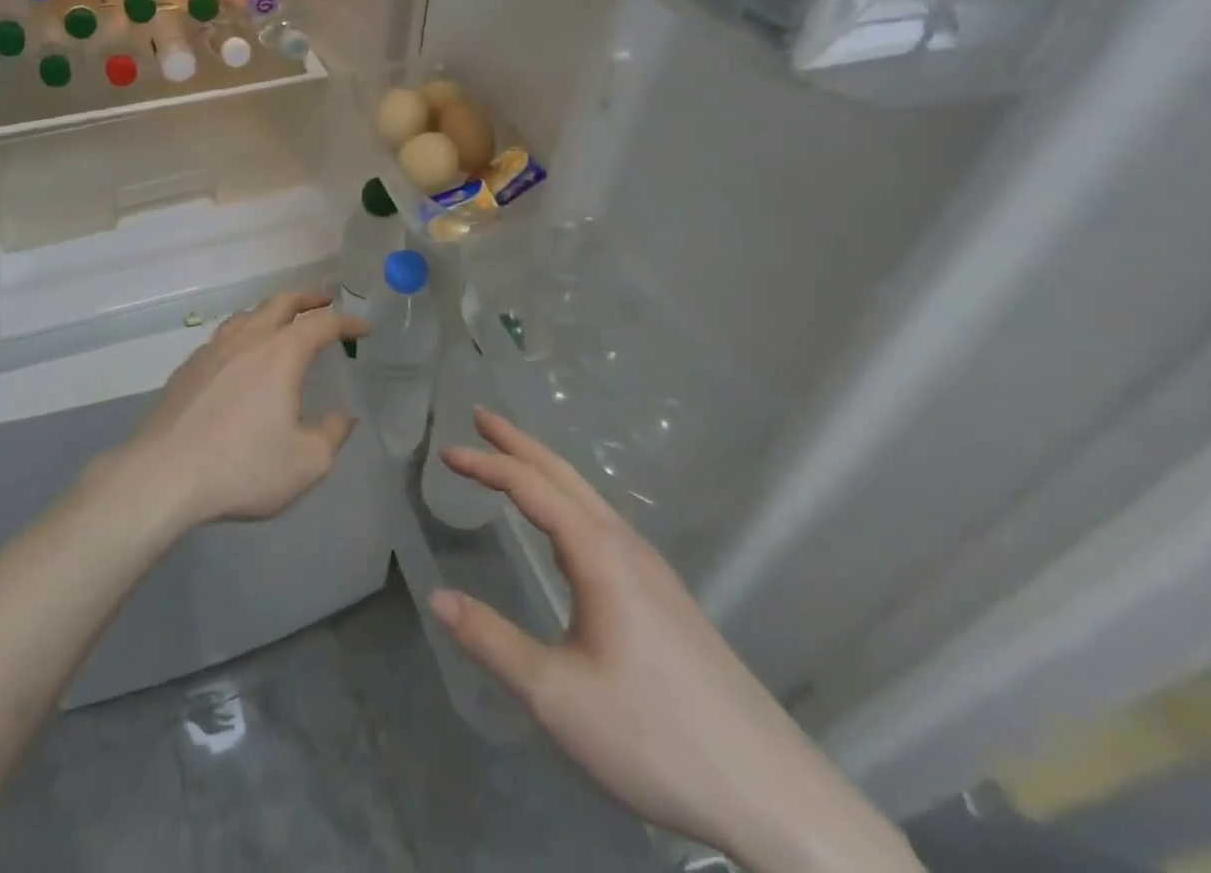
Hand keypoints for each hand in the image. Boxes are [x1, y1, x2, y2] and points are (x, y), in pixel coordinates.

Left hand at [117, 292, 363, 532]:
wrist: (164, 475)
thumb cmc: (243, 467)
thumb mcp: (306, 461)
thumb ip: (332, 434)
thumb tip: (343, 417)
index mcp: (281, 353)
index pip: (322, 323)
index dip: (347, 323)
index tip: (364, 329)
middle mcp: (247, 339)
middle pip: (281, 302)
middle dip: (308, 298)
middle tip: (325, 300)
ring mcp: (213, 349)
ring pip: (247, 314)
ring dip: (272, 311)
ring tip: (282, 322)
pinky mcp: (188, 367)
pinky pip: (223, 337)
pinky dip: (244, 334)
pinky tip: (241, 358)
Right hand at [432, 410, 920, 872]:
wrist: (773, 793)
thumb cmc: (655, 737)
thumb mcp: (556, 696)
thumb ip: (492, 641)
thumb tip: (437, 596)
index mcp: (598, 554)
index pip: (530, 487)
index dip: (485, 464)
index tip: (446, 452)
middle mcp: (626, 545)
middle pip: (564, 475)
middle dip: (519, 442)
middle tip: (480, 417)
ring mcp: (653, 569)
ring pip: (588, 497)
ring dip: (545, 469)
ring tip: (512, 459)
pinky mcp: (667, 595)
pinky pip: (604, 522)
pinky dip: (568, 500)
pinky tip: (566, 528)